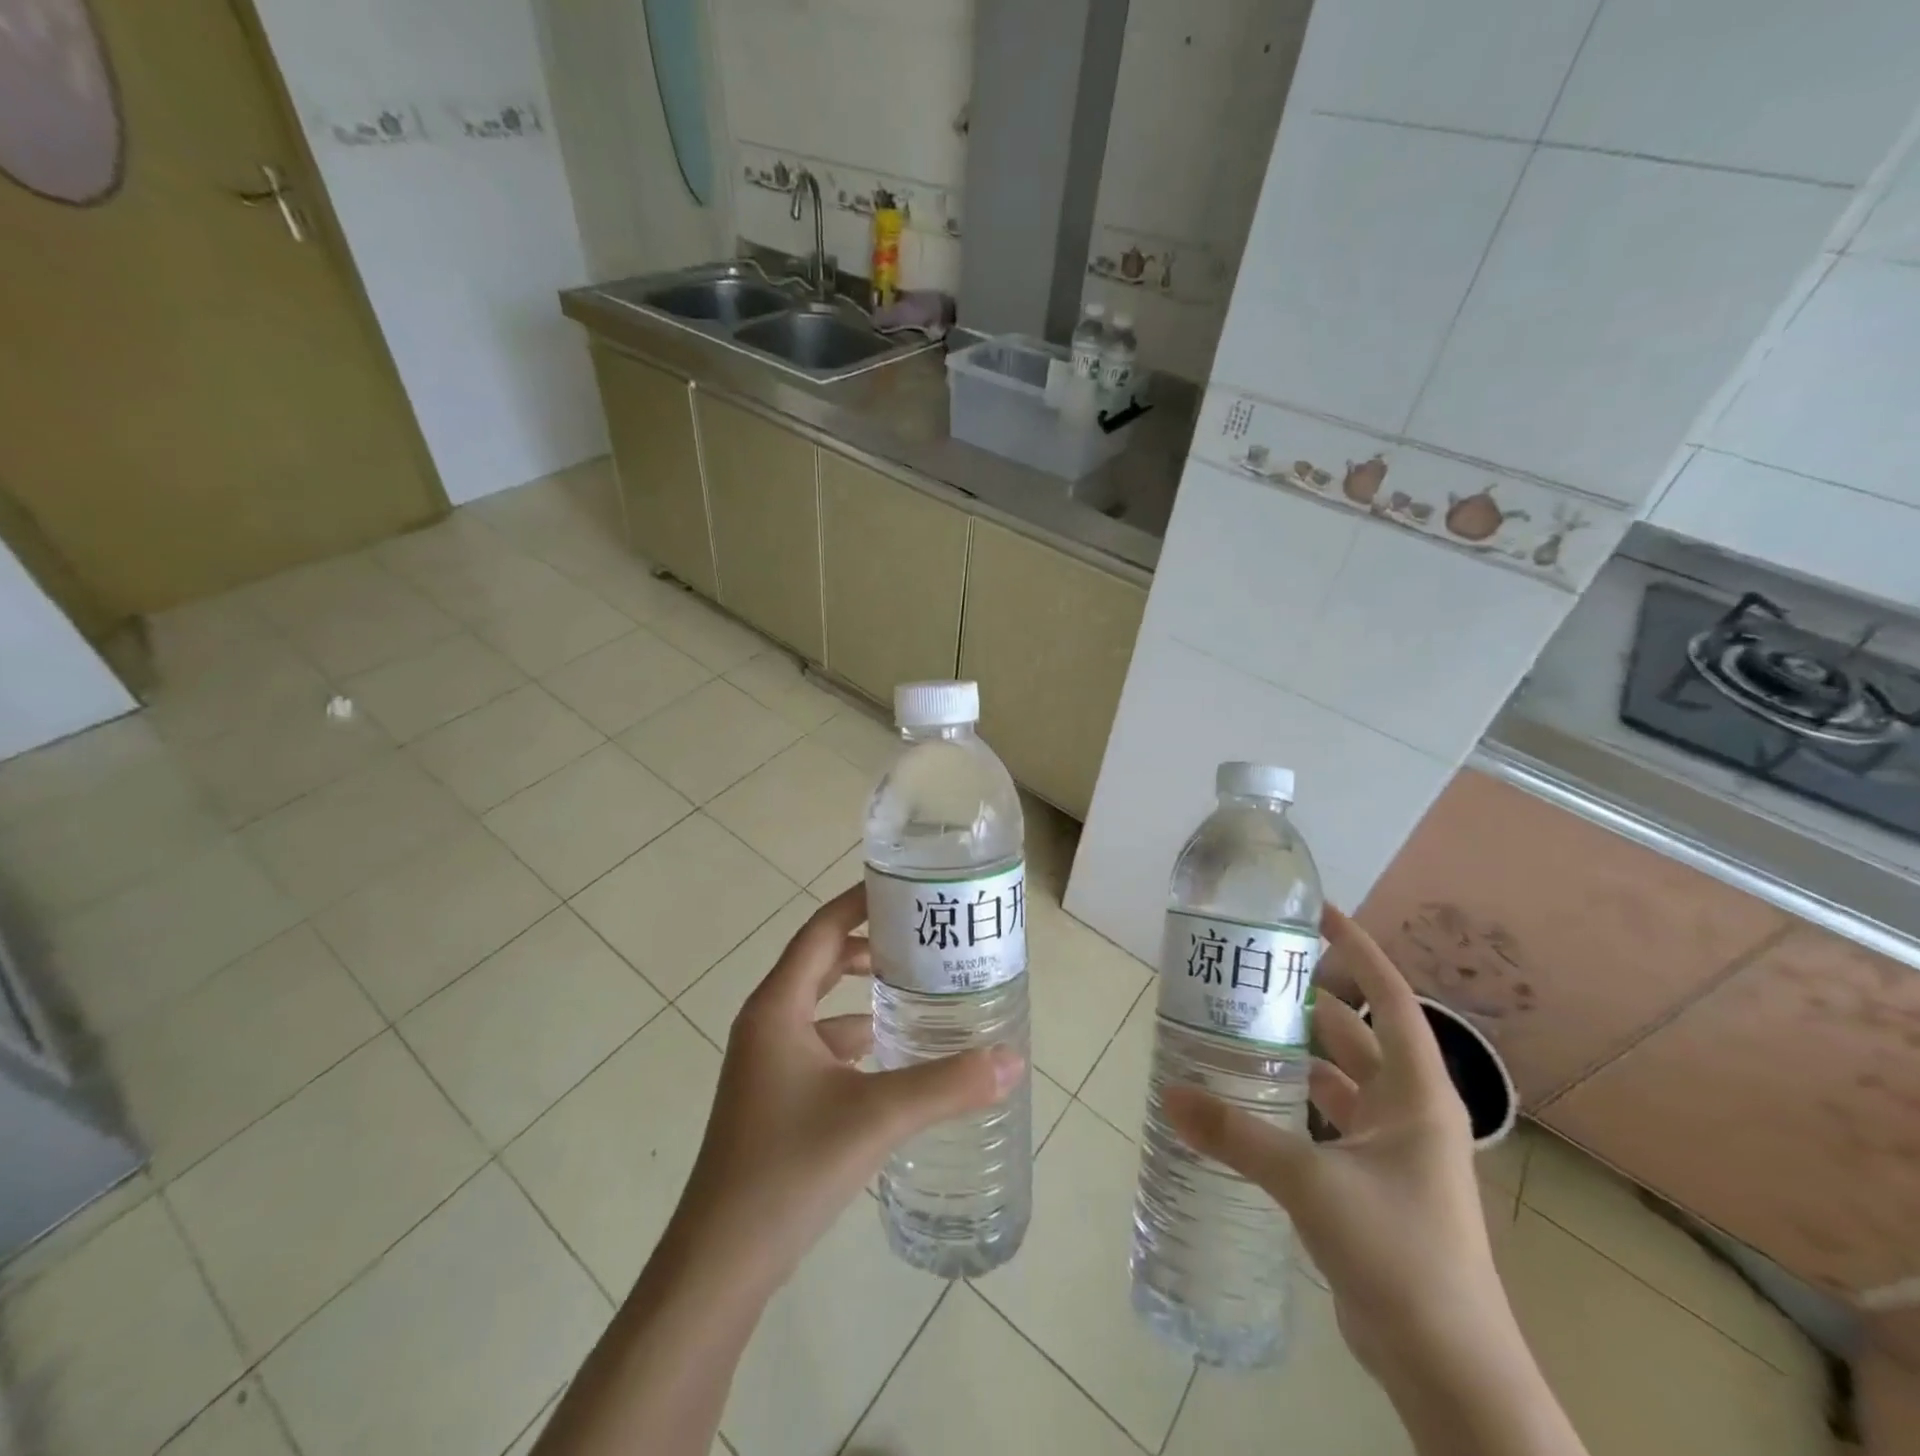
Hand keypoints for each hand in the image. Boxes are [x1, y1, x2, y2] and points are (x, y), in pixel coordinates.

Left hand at [663, 883, 1024, 1295]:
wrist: (720, 1263)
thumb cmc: (789, 1169)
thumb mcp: (876, 1117)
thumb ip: (947, 1086)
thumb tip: (1013, 1059)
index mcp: (778, 1007)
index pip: (822, 929)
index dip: (860, 903)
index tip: (907, 889)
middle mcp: (767, 1023)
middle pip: (820, 961)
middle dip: (869, 945)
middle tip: (923, 939)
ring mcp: (765, 1063)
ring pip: (820, 1006)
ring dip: (862, 993)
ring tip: (918, 991)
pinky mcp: (772, 1097)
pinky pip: (819, 1045)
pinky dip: (853, 1038)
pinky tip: (890, 1056)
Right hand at [1162, 904, 1509, 1381]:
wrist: (1448, 1367)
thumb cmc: (1398, 1253)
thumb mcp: (1309, 1182)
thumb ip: (1236, 1134)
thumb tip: (1168, 1093)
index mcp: (1415, 1093)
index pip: (1388, 996)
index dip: (1356, 949)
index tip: (1316, 912)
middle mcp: (1408, 1110)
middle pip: (1357, 1031)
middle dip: (1310, 997)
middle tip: (1253, 972)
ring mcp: (1393, 1148)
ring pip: (1340, 1075)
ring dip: (1298, 1050)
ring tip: (1240, 1024)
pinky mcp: (1373, 1182)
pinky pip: (1328, 1117)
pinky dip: (1295, 1098)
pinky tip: (1252, 1097)